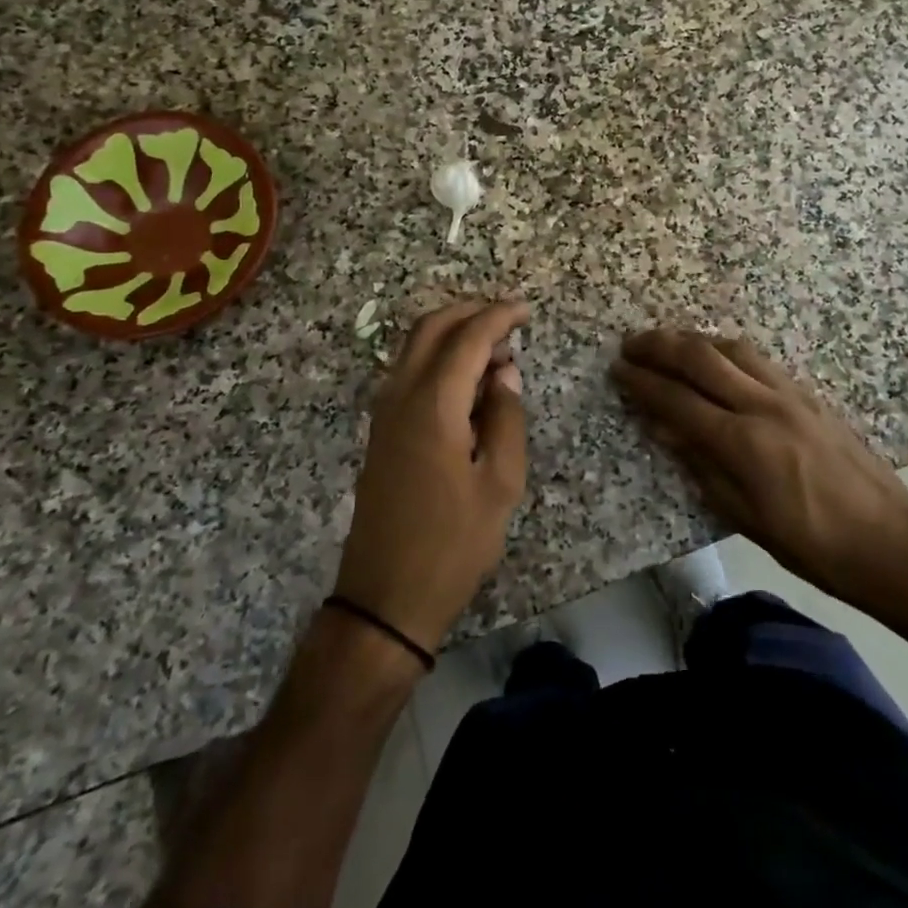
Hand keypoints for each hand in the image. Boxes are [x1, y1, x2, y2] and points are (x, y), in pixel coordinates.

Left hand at [335, 298, 530, 653]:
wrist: (384, 597)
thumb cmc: (452, 545)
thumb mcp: (500, 484)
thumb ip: (505, 418)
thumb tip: (505, 372)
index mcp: (432, 405)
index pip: (468, 338)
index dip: (499, 316)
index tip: (526, 310)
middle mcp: (400, 396)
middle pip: (430, 328)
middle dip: (470, 311)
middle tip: (508, 319)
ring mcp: (384, 413)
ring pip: (414, 347)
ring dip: (452, 332)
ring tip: (495, 349)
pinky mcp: (381, 431)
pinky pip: (408, 371)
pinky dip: (438, 357)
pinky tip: (467, 381)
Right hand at [612, 329, 907, 603]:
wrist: (892, 542)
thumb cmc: (813, 546)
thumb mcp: (747, 518)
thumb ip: (702, 467)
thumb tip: (664, 429)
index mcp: (744, 442)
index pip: (678, 400)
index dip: (643, 383)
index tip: (617, 370)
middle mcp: (764, 405)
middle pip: (701, 359)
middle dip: (660, 346)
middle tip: (631, 344)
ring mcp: (791, 394)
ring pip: (731, 348)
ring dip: (693, 340)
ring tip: (667, 343)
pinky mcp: (810, 394)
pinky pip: (758, 359)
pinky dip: (726, 350)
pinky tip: (717, 357)